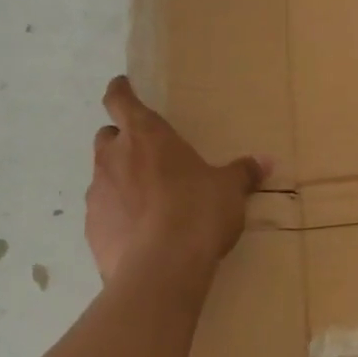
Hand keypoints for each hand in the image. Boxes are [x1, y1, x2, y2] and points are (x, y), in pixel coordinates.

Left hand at [84, 76, 267, 283]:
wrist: (161, 269)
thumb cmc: (198, 210)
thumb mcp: (229, 189)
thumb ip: (242, 173)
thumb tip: (265, 162)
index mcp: (146, 135)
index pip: (120, 100)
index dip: (120, 91)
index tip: (122, 86)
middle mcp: (114, 158)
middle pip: (107, 137)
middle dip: (122, 142)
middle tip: (148, 155)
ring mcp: (97, 196)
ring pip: (103, 177)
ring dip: (120, 181)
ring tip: (149, 201)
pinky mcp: (92, 232)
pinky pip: (103, 215)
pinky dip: (117, 217)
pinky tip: (140, 235)